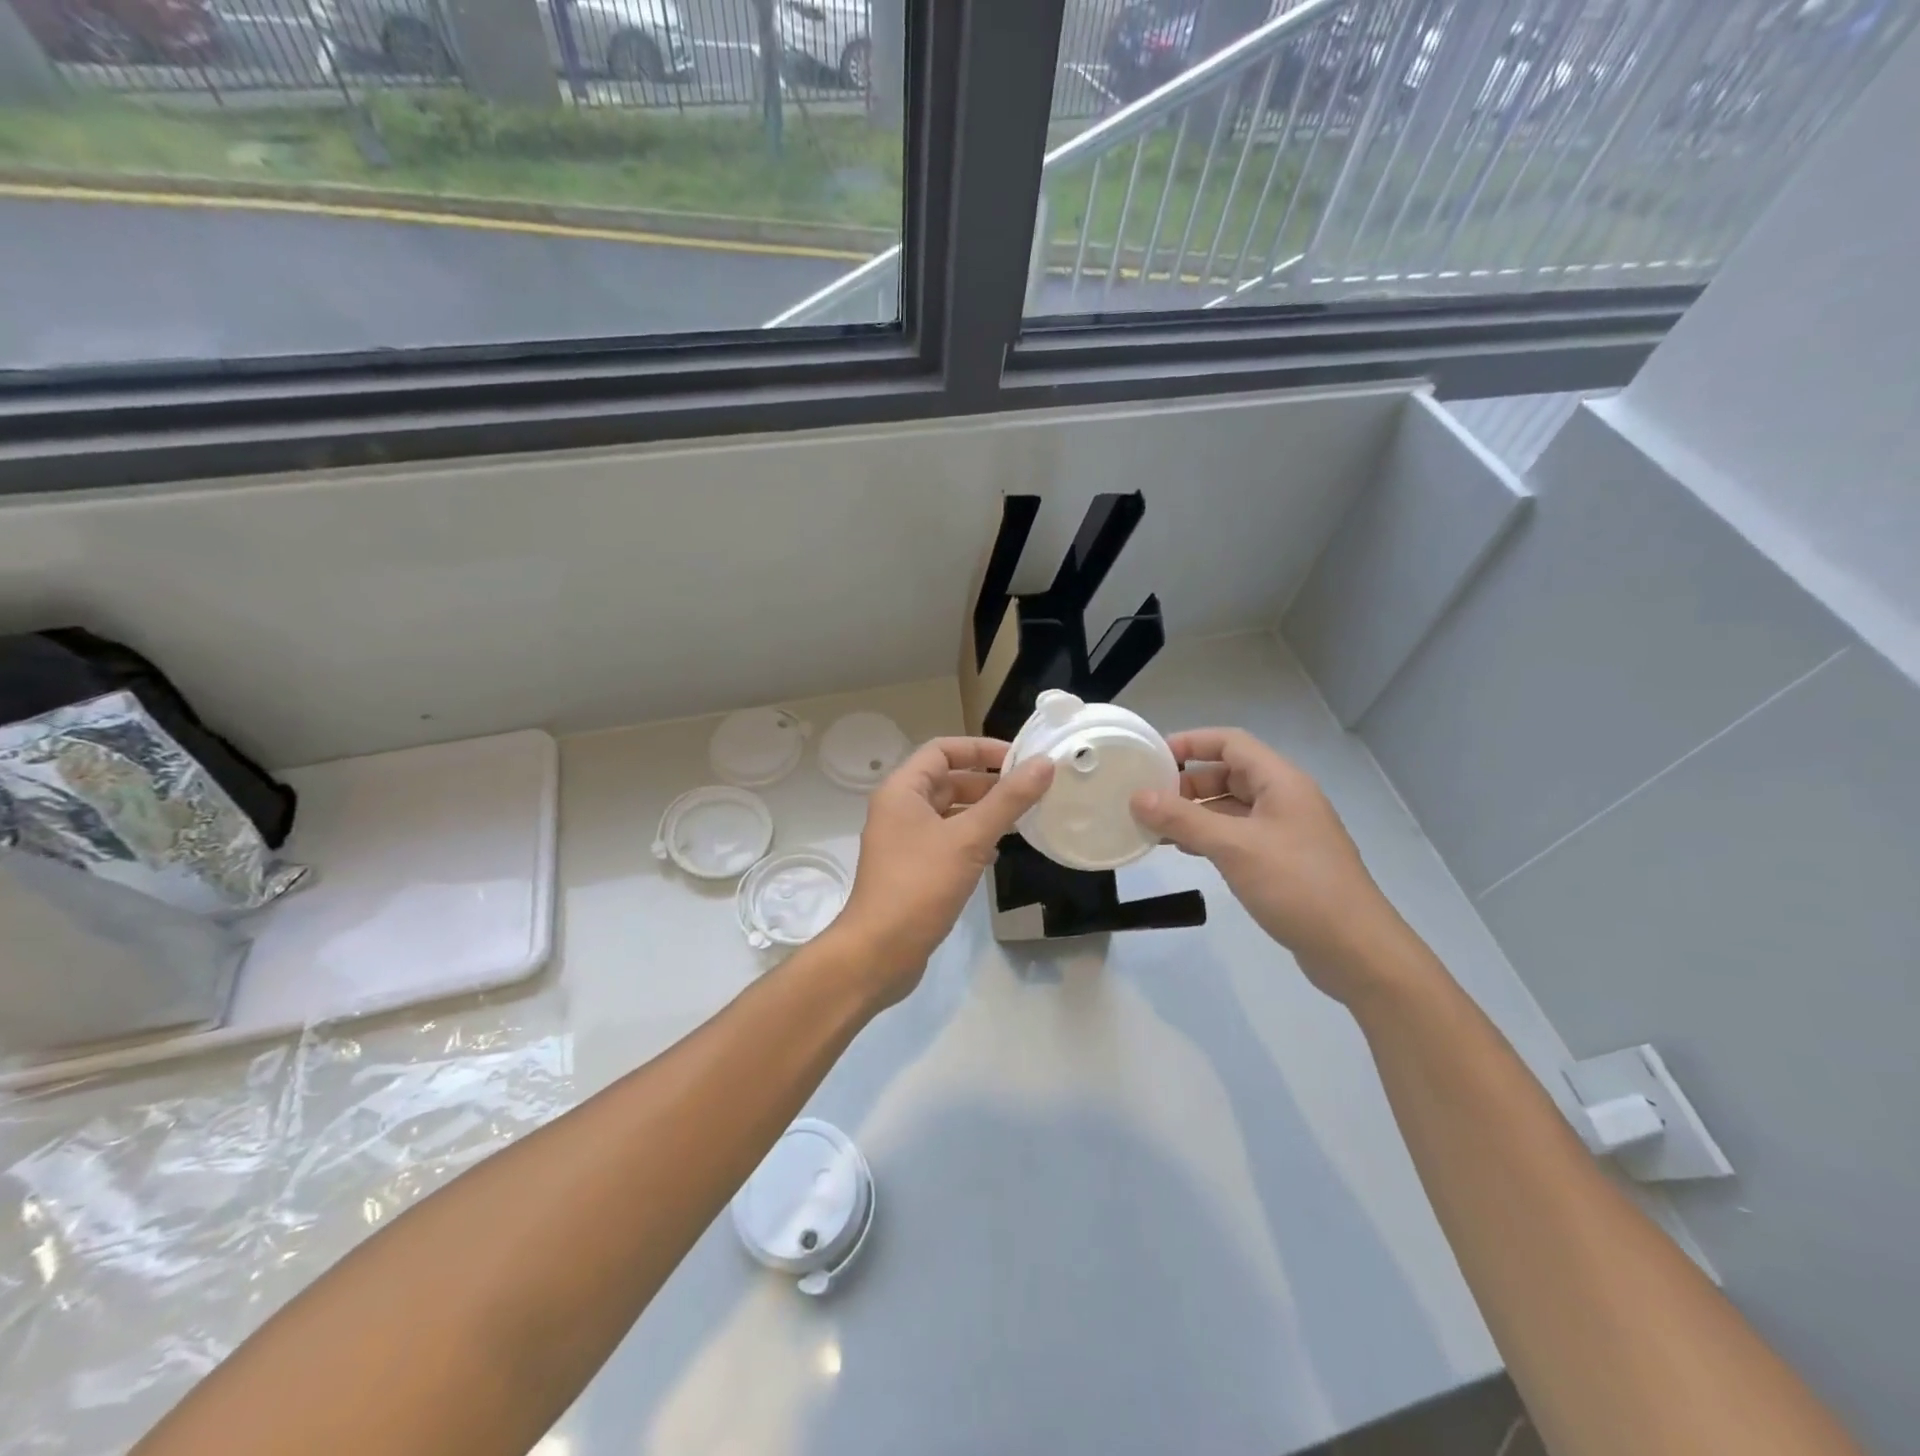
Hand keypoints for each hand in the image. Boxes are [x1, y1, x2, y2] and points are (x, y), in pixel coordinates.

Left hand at [832, 737, 1053, 1004]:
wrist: (878, 953)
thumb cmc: (920, 886)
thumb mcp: (969, 839)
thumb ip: (1008, 801)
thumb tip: (1044, 764)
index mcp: (902, 790)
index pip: (943, 750)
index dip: (981, 749)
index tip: (1020, 759)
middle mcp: (899, 809)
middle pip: (947, 780)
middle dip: (987, 783)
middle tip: (1029, 792)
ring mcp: (903, 841)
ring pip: (948, 813)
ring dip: (982, 812)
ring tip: (1021, 820)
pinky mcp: (912, 869)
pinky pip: (946, 840)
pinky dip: (971, 839)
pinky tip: (997, 854)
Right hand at [1130, 728, 1407, 1001]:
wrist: (1354, 949)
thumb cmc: (1296, 886)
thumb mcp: (1234, 847)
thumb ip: (1183, 820)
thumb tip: (1137, 797)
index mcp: (1280, 782)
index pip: (1230, 742)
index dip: (1191, 742)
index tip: (1151, 757)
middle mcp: (1284, 799)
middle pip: (1228, 773)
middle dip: (1187, 782)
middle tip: (1147, 798)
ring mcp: (1284, 832)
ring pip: (1230, 807)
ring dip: (1194, 812)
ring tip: (1154, 825)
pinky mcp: (1281, 862)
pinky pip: (1237, 835)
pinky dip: (1208, 836)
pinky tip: (1183, 850)